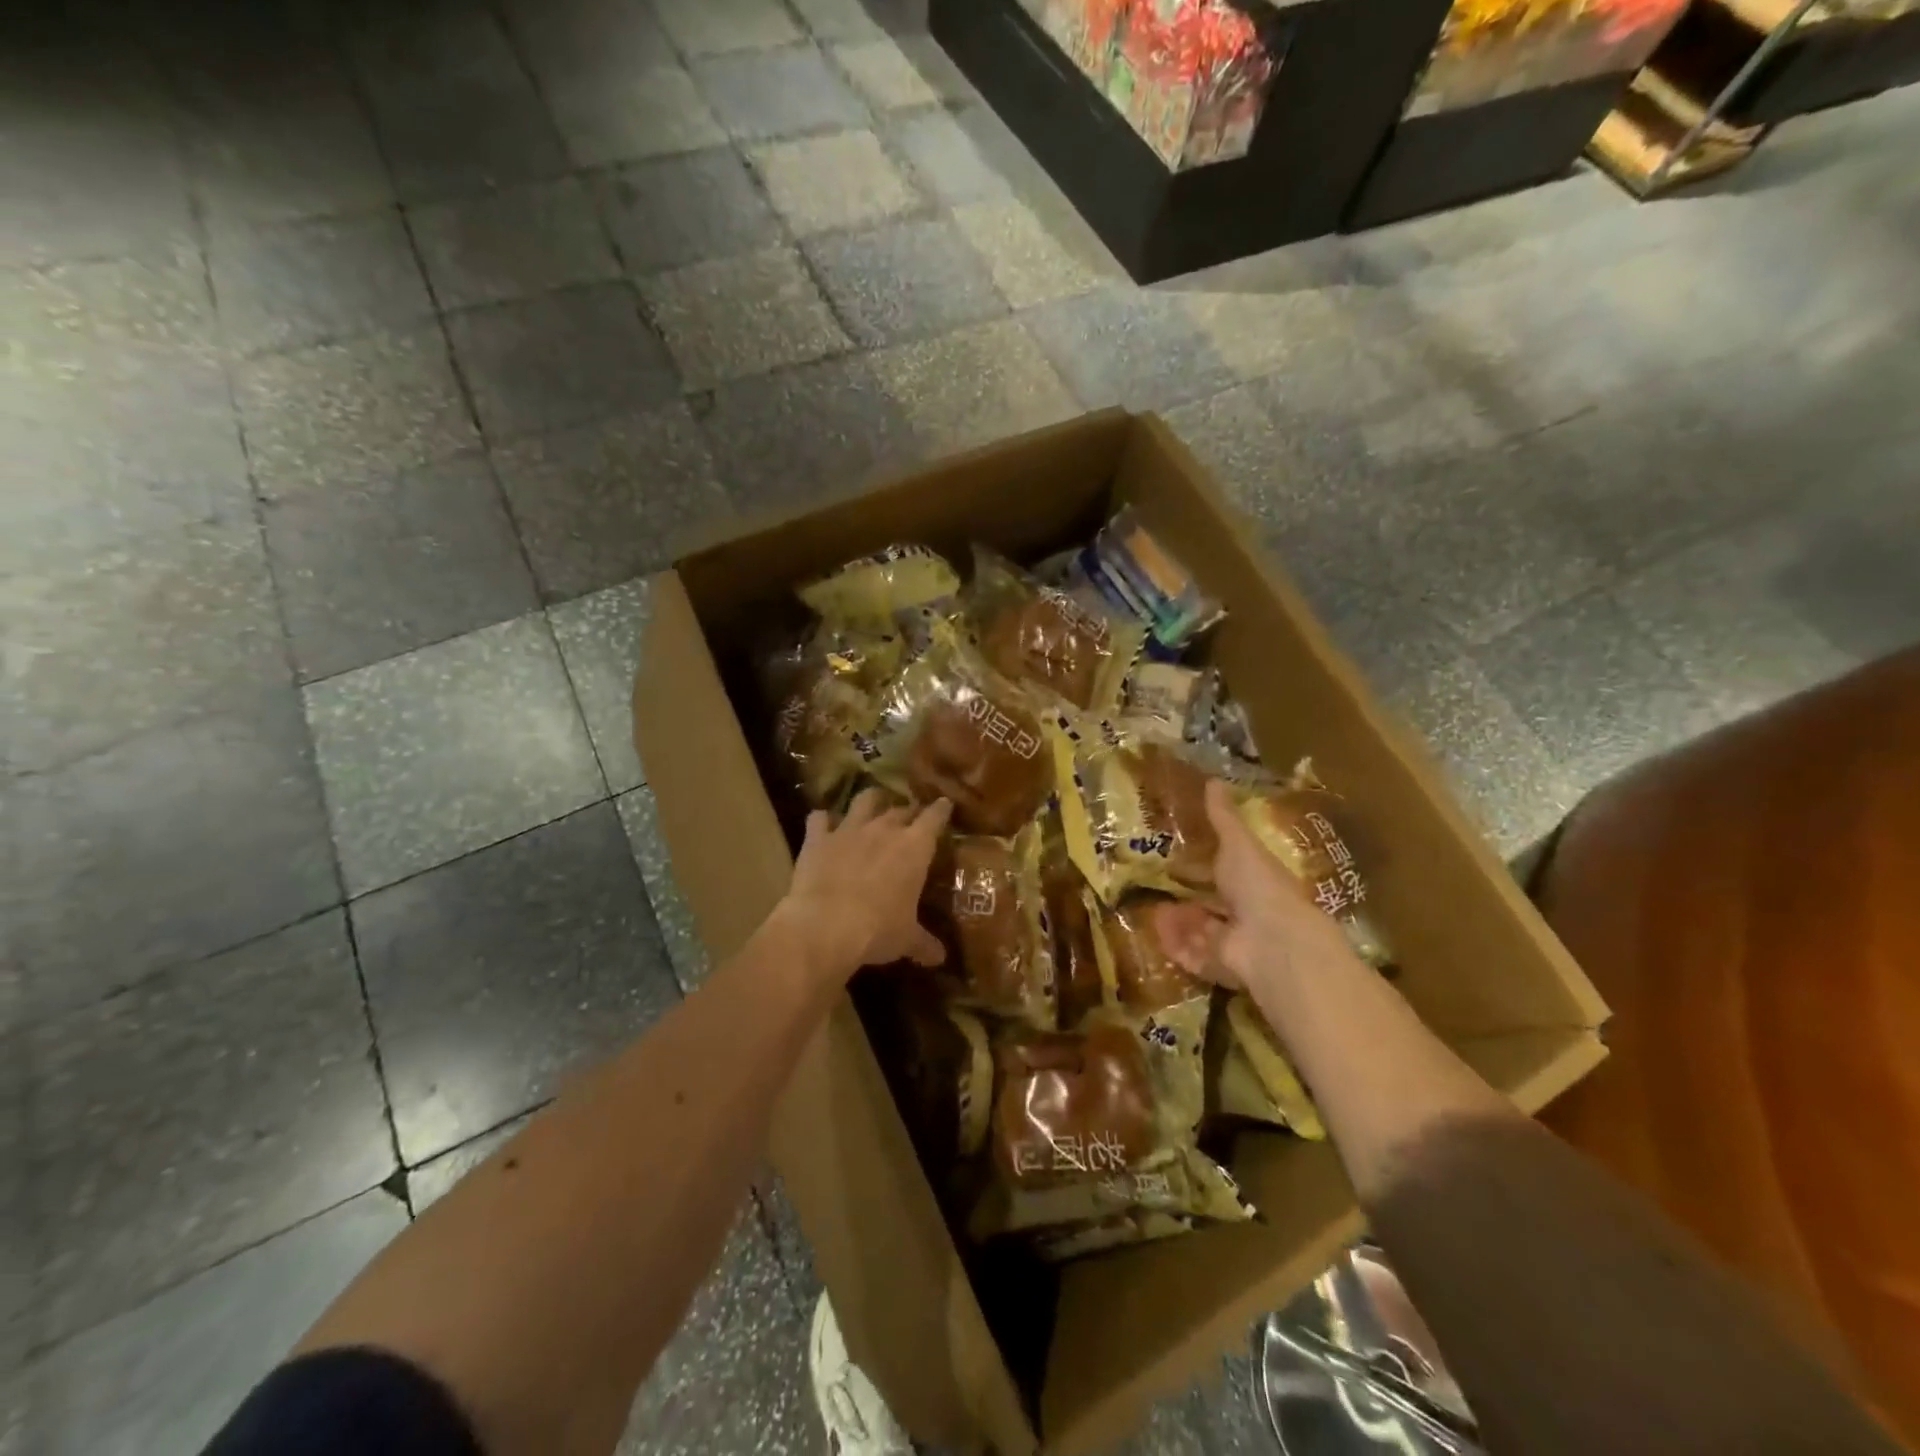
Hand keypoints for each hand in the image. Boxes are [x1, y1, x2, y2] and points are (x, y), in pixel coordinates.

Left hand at [779, 789, 951, 975]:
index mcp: (914, 847)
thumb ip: (924, 943)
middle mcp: (884, 829)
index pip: (935, 817)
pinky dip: (821, 820)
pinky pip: (818, 818)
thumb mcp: (906, 939)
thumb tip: (940, 958)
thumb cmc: (878, 930)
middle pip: (901, 808)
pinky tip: (822, 825)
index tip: (945, 804)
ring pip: (864, 800)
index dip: (941, 809)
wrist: (825, 926)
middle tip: (911, 817)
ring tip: (873, 805)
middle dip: (908, 810)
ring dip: (871, 801)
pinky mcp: (817, 838)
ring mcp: (848, 829)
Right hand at [1153, 780, 1364, 993]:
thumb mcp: (1239, 844)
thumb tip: (1213, 780)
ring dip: (1180, 922)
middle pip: (1216, 906)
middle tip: (1160, 887)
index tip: (1183, 857)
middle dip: (1191, 899)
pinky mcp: (1222, 967)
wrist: (1272, 941)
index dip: (1211, 867)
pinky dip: (1177, 944)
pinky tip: (1158, 930)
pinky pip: (1194, 956)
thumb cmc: (1258, 884)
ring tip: (1153, 909)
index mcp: (1259, 883)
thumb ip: (1224, 818)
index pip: (1233, 874)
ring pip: (1203, 932)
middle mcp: (1251, 915)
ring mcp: (1238, 944)